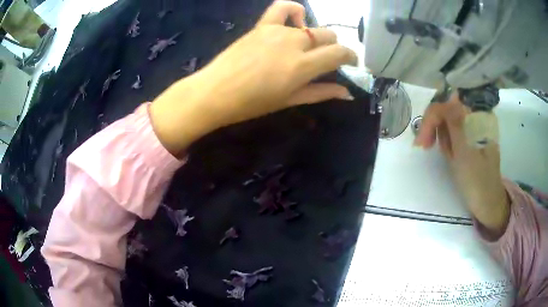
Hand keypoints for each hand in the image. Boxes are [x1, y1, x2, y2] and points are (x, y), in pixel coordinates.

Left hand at [150, 1, 356, 155]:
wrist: (215, 92)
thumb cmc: (253, 103)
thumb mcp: (291, 100)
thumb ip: (321, 92)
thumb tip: (347, 93)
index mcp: (303, 65)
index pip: (340, 53)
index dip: (351, 57)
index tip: (350, 63)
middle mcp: (295, 42)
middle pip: (328, 36)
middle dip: (333, 47)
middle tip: (325, 60)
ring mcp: (278, 30)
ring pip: (309, 26)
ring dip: (314, 37)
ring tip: (305, 48)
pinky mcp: (262, 25)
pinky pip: (282, 7)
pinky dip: (294, 10)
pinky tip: (296, 20)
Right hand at [414, 94, 509, 238]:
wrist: (487, 202)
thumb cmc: (477, 181)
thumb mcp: (465, 153)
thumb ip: (456, 124)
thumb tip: (449, 97)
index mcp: (478, 117)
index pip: (448, 104)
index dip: (432, 118)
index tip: (422, 142)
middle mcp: (475, 116)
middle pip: (446, 110)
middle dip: (435, 128)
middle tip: (426, 147)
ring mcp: (472, 126)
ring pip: (447, 122)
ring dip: (443, 139)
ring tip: (449, 157)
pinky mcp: (469, 137)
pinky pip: (452, 132)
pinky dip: (448, 144)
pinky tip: (451, 156)